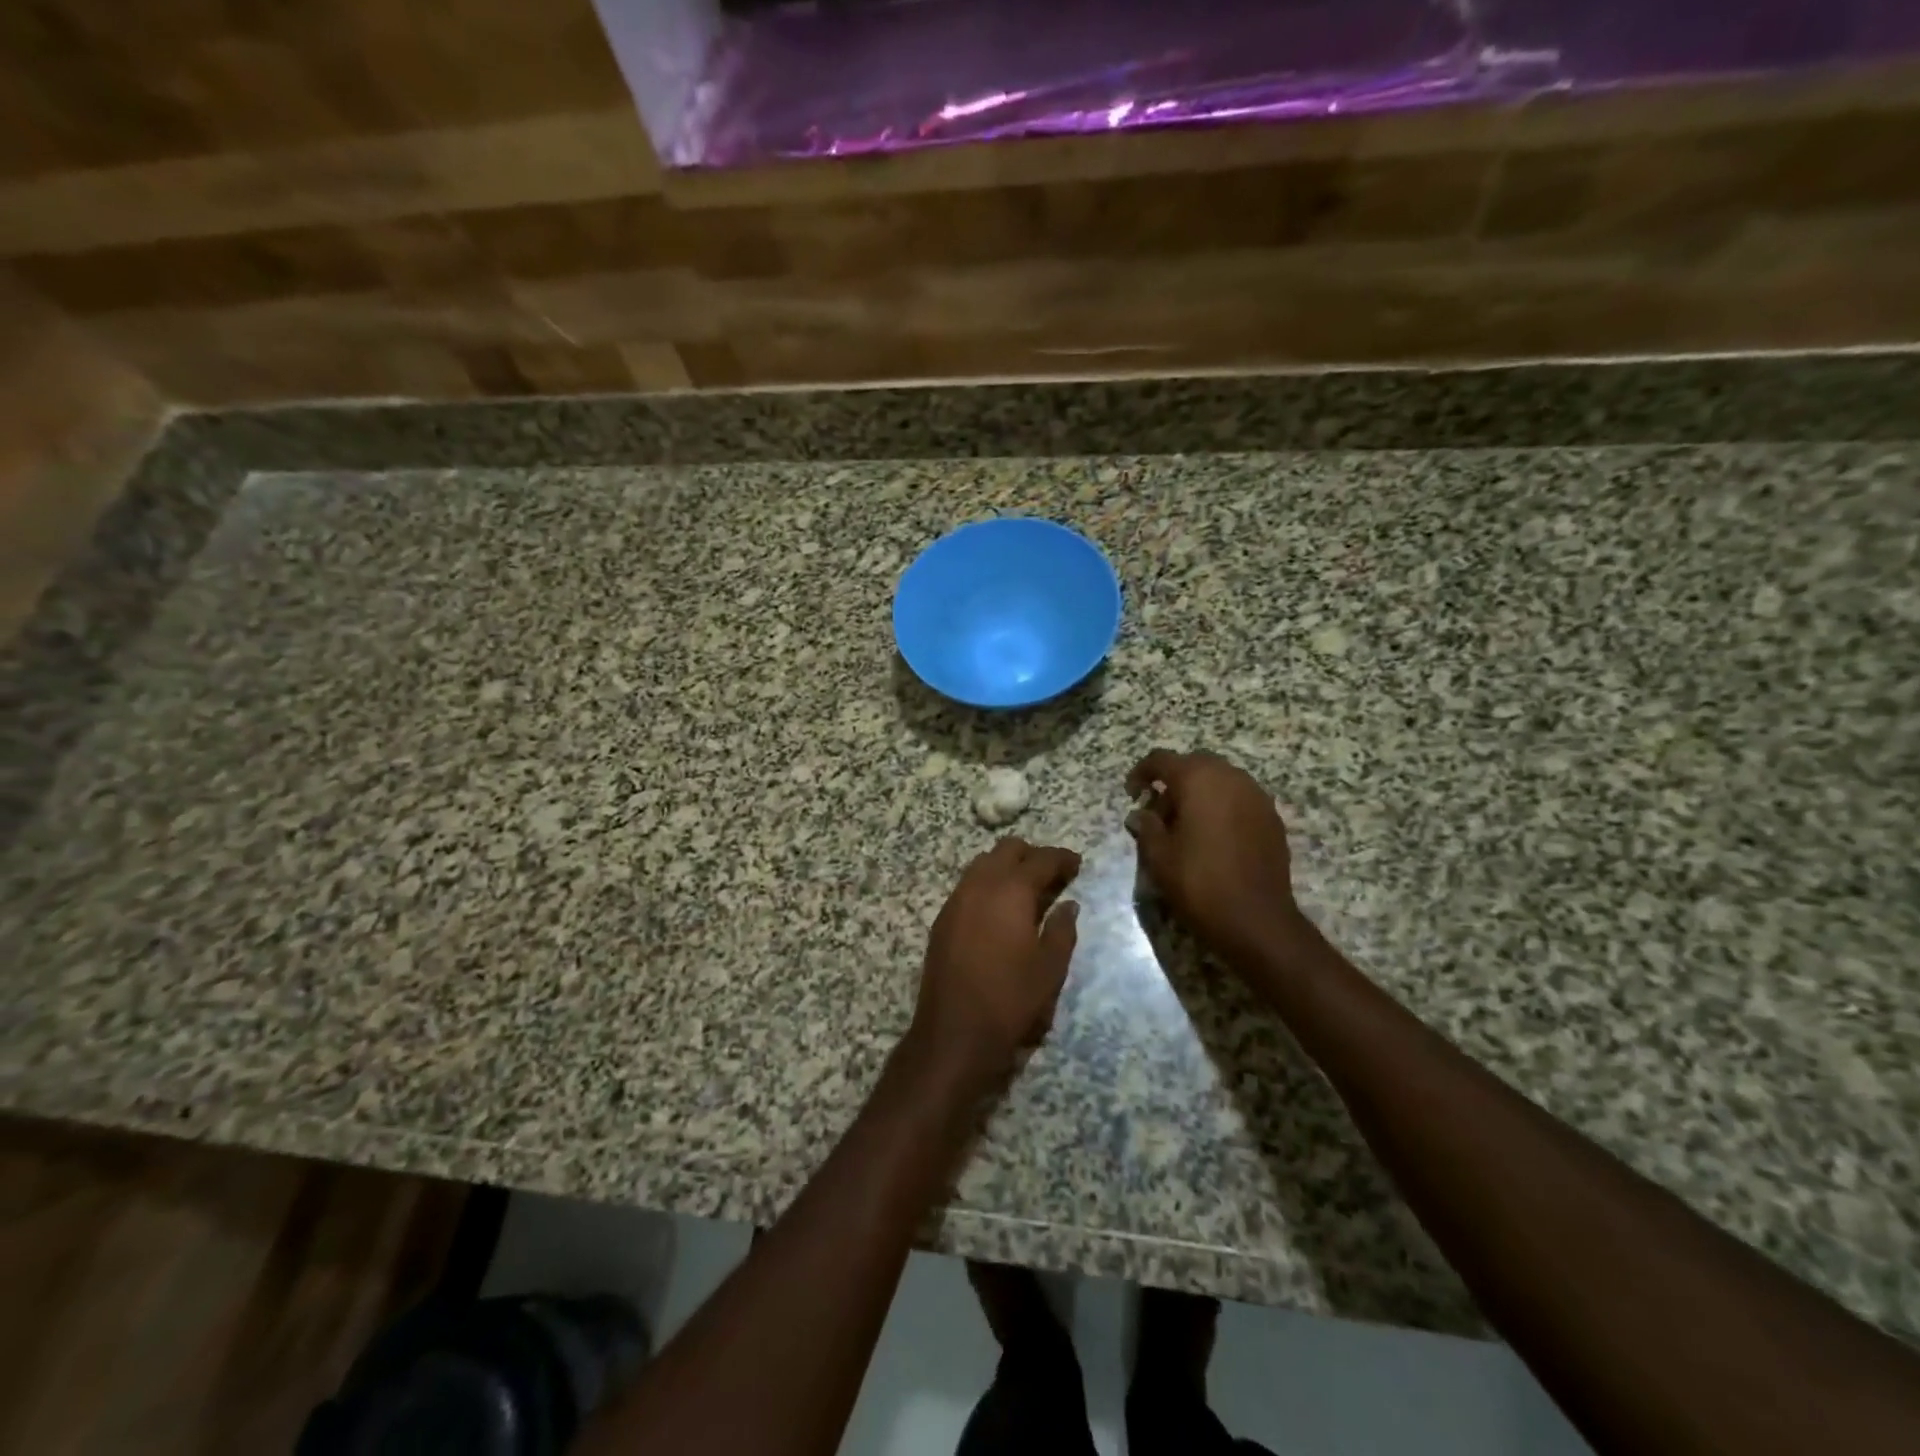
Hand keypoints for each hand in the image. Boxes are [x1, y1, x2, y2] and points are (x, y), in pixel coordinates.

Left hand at [910, 837, 1081, 1092]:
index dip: (1062, 858)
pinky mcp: (942, 919)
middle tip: (1052, 876)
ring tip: (1027, 891)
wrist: (954, 1032)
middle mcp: (979, 885)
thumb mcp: (1050, 968)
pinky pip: (968, 885)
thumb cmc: (1011, 999)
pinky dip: (987, 885)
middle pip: (1007, 850)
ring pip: (983, 864)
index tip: (1077, 864)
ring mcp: (956, 900)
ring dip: (1006, 868)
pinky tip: (1000, 910)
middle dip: (1032, 856)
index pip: (1041, 859)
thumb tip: (1069, 905)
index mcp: (1010, 890)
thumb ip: (1062, 930)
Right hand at [1126, 749, 1304, 964]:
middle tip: (1158, 810)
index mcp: (1198, 779)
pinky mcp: (1272, 817)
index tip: (1131, 794)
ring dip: (1199, 792)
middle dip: (1173, 780)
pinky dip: (1222, 806)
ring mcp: (1256, 796)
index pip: (1161, 760)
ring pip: (1220, 779)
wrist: (1256, 919)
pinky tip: (1213, 836)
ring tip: (1185, 824)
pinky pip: (1239, 798)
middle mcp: (1230, 777)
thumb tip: (1140, 814)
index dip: (1141, 773)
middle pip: (1194, 764)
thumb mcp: (1159, 857)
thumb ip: (1146, 827)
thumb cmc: (1199, 882)